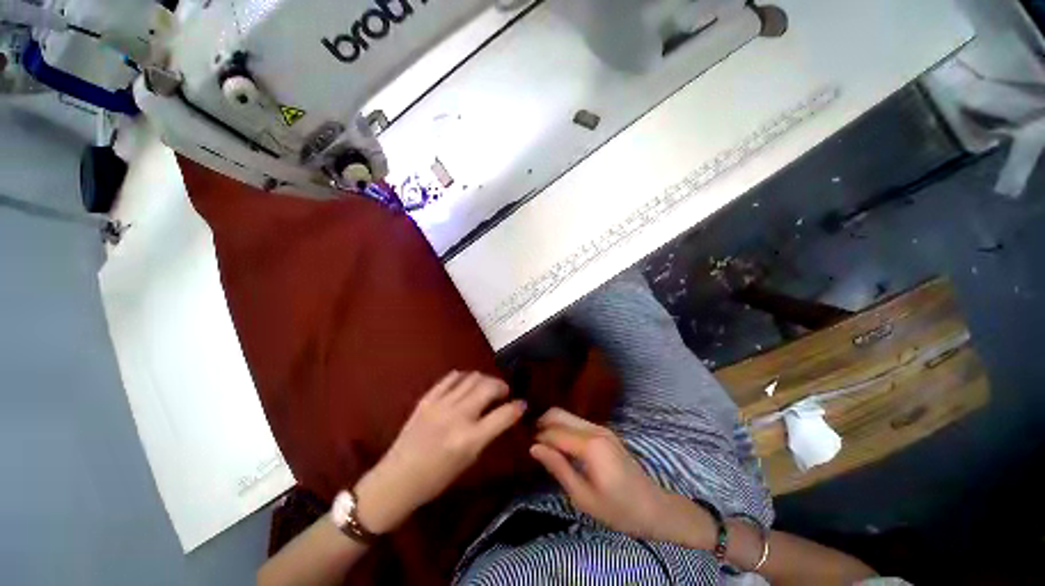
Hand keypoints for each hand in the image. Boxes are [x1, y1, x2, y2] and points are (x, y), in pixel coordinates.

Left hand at [355, 371, 525, 533]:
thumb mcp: (469, 461)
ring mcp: (440, 404)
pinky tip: (466, 384)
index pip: (504, 414)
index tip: (522, 404)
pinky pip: (451, 377)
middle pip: (489, 387)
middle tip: (504, 392)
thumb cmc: (436, 479)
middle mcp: (457, 417)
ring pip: (472, 377)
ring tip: (486, 387)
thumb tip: (503, 414)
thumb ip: (487, 434)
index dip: (518, 407)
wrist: (396, 479)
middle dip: (502, 386)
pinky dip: (463, 377)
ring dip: (485, 380)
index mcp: (469, 439)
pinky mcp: (427, 398)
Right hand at [529, 408, 677, 539]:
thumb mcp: (583, 497)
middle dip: (541, 423)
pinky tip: (558, 443)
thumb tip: (534, 448)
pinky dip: (563, 427)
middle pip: (559, 414)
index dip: (537, 437)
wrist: (654, 508)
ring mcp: (601, 428)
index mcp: (590, 445)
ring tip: (541, 443)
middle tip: (531, 442)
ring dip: (552, 424)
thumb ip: (558, 468)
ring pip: (567, 415)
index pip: (554, 432)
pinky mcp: (604, 432)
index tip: (523, 446)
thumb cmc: (618, 510)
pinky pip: (576, 422)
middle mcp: (595, 429)